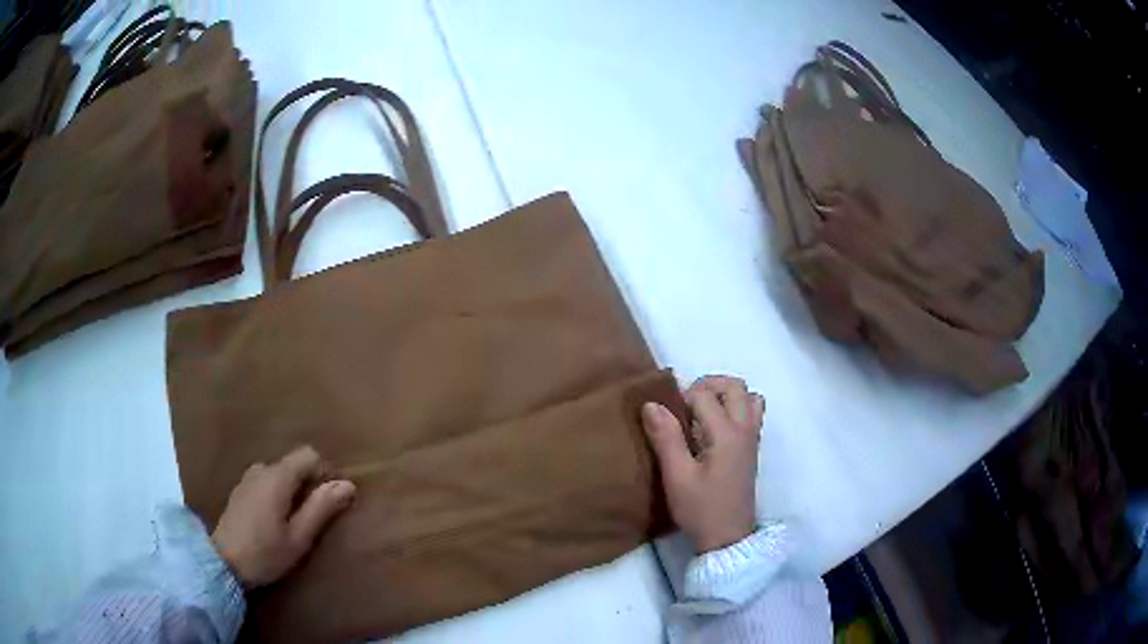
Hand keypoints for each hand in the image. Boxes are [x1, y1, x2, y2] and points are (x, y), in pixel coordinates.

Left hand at [212, 445, 355, 587]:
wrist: (223, 563)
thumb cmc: (265, 552)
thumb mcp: (299, 537)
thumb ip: (321, 508)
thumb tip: (347, 484)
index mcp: (277, 476)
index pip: (309, 455)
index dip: (325, 472)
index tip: (332, 500)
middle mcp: (261, 469)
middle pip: (293, 464)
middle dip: (309, 484)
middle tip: (316, 517)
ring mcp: (247, 479)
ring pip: (279, 474)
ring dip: (292, 490)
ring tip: (296, 521)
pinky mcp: (239, 491)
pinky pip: (266, 482)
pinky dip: (277, 494)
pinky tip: (275, 521)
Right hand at [642, 376, 763, 552]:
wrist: (728, 538)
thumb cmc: (701, 509)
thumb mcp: (677, 476)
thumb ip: (666, 437)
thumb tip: (651, 404)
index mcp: (726, 433)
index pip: (704, 395)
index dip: (681, 398)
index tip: (665, 418)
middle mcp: (745, 429)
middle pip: (735, 386)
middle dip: (708, 385)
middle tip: (684, 404)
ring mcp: (752, 439)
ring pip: (749, 397)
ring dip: (726, 395)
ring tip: (702, 413)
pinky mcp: (752, 450)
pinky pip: (751, 414)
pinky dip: (735, 409)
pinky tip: (714, 431)